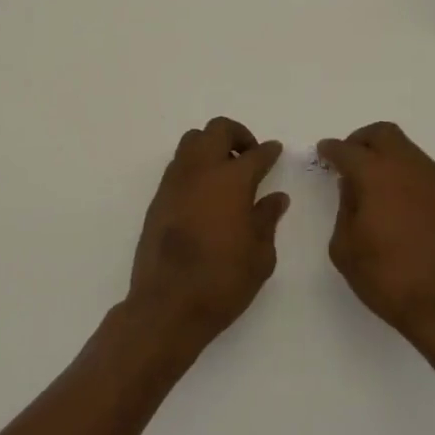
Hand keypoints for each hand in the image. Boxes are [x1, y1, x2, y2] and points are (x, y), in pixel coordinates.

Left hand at [128, 118, 288, 349]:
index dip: (269, 151)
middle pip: (217, 130)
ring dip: (211, 146)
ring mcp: (175, 182)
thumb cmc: (223, 281)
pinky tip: (205, 192)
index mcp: (232, 180)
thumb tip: (276, 198)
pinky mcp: (158, 198)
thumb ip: (267, 219)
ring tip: (225, 172)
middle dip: (237, 135)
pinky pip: (178, 165)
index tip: (275, 151)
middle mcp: (201, 171)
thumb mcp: (260, 255)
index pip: (255, 154)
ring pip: (192, 141)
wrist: (168, 304)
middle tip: (249, 155)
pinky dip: (194, 166)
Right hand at [317, 123, 434, 344]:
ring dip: (385, 153)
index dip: (331, 150)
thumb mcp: (345, 246)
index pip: (348, 150)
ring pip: (405, 147)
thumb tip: (353, 187)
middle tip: (347, 159)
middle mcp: (406, 167)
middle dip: (360, 140)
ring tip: (370, 179)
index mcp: (375, 175)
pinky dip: (402, 170)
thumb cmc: (386, 276)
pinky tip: (393, 196)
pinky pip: (420, 168)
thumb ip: (345, 208)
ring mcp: (432, 180)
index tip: (323, 152)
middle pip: (383, 134)